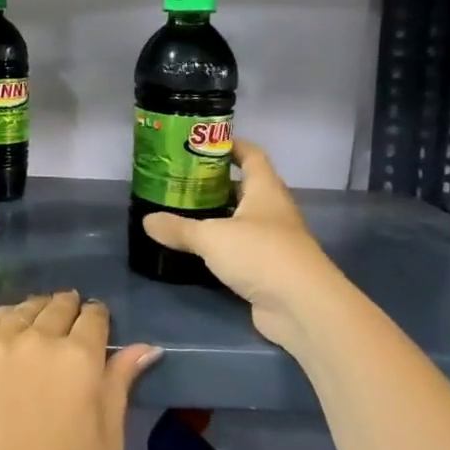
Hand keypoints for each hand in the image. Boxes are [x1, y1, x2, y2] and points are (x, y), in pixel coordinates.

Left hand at [0, 292, 160, 449]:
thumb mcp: (108, 439)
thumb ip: (121, 383)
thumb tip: (145, 346)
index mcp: (80, 357)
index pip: (94, 317)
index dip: (98, 318)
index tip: (96, 327)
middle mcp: (39, 337)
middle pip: (59, 305)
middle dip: (69, 310)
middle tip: (68, 327)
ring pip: (25, 308)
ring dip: (38, 312)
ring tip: (38, 327)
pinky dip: (6, 320)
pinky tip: (9, 334)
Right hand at [141, 140, 330, 351]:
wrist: (302, 307)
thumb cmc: (260, 254)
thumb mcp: (211, 237)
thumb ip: (179, 228)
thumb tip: (147, 221)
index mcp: (265, 190)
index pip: (251, 155)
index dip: (230, 145)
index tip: (202, 142)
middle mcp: (272, 211)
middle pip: (243, 188)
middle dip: (214, 183)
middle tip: (180, 181)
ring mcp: (273, 241)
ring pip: (240, 220)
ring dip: (216, 216)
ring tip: (181, 212)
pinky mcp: (268, 269)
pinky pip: (240, 249)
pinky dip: (221, 247)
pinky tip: (197, 250)